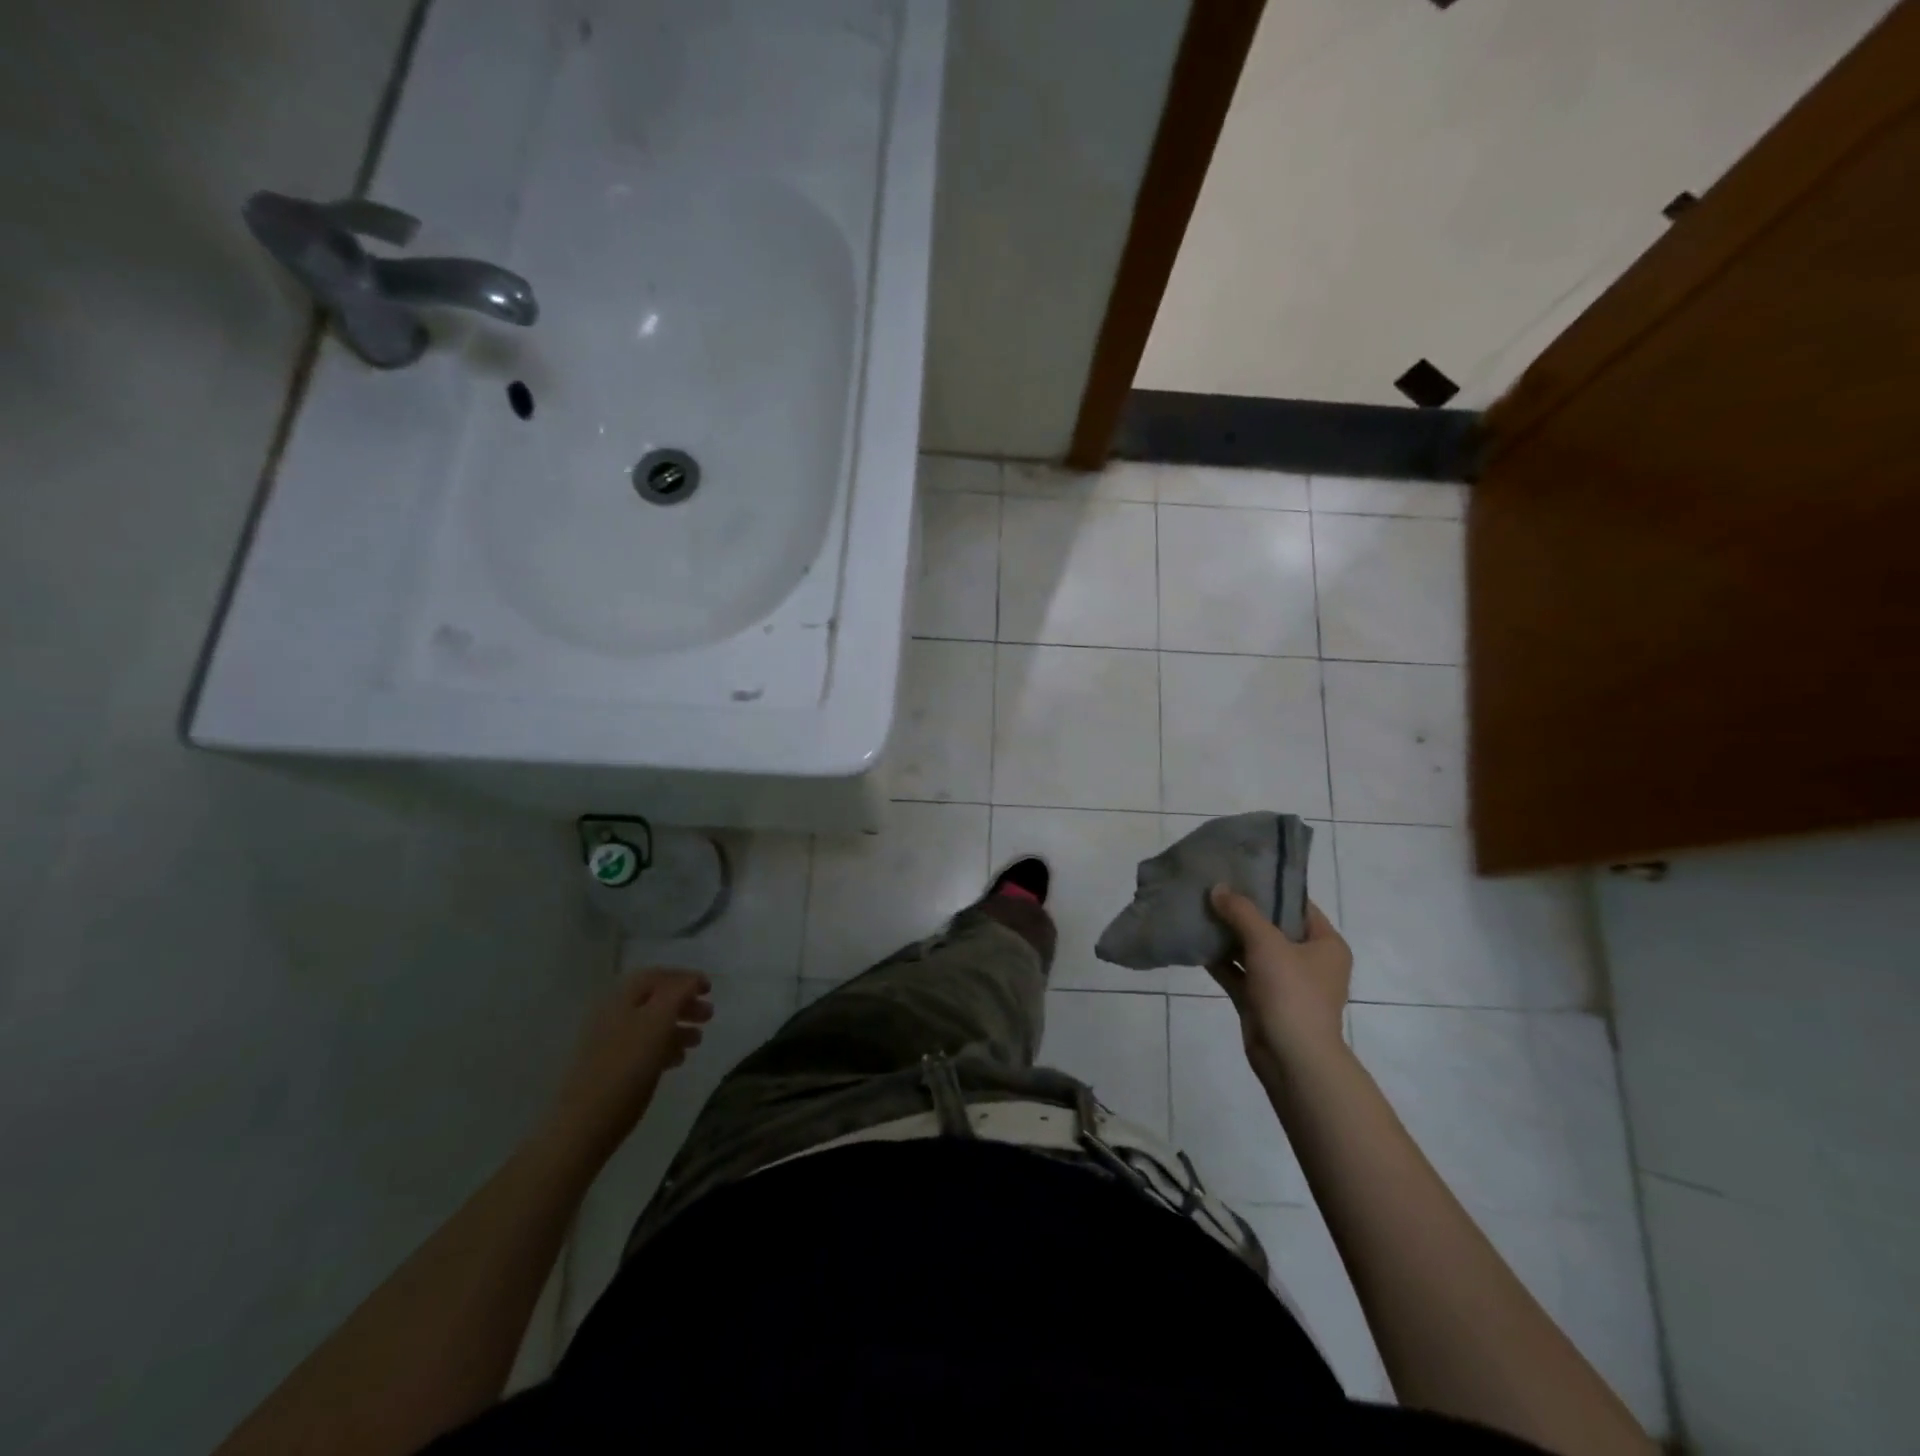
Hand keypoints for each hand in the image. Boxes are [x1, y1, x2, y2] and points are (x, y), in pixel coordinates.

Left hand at [542, 969, 712, 1162]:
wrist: (582, 1126)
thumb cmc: (625, 1070)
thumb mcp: (657, 1024)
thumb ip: (676, 994)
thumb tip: (691, 980)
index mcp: (621, 998)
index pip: (657, 975)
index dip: (685, 978)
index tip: (710, 989)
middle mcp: (612, 1014)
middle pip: (654, 998)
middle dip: (684, 1003)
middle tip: (709, 1016)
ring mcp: (607, 1041)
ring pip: (650, 1023)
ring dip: (677, 1026)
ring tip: (698, 1041)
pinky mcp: (608, 1066)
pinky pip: (641, 1046)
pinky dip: (663, 1046)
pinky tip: (677, 1061)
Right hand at [1207, 886, 1351, 1085]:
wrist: (1292, 1059)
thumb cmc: (1292, 993)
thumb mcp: (1267, 943)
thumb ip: (1241, 912)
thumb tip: (1217, 888)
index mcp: (1326, 945)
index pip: (1298, 905)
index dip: (1270, 888)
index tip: (1240, 871)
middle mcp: (1309, 962)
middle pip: (1272, 927)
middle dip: (1242, 910)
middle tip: (1213, 887)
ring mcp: (1284, 984)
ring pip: (1252, 950)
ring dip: (1228, 935)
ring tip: (1199, 908)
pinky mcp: (1262, 1001)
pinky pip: (1239, 972)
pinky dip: (1220, 960)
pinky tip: (1195, 941)